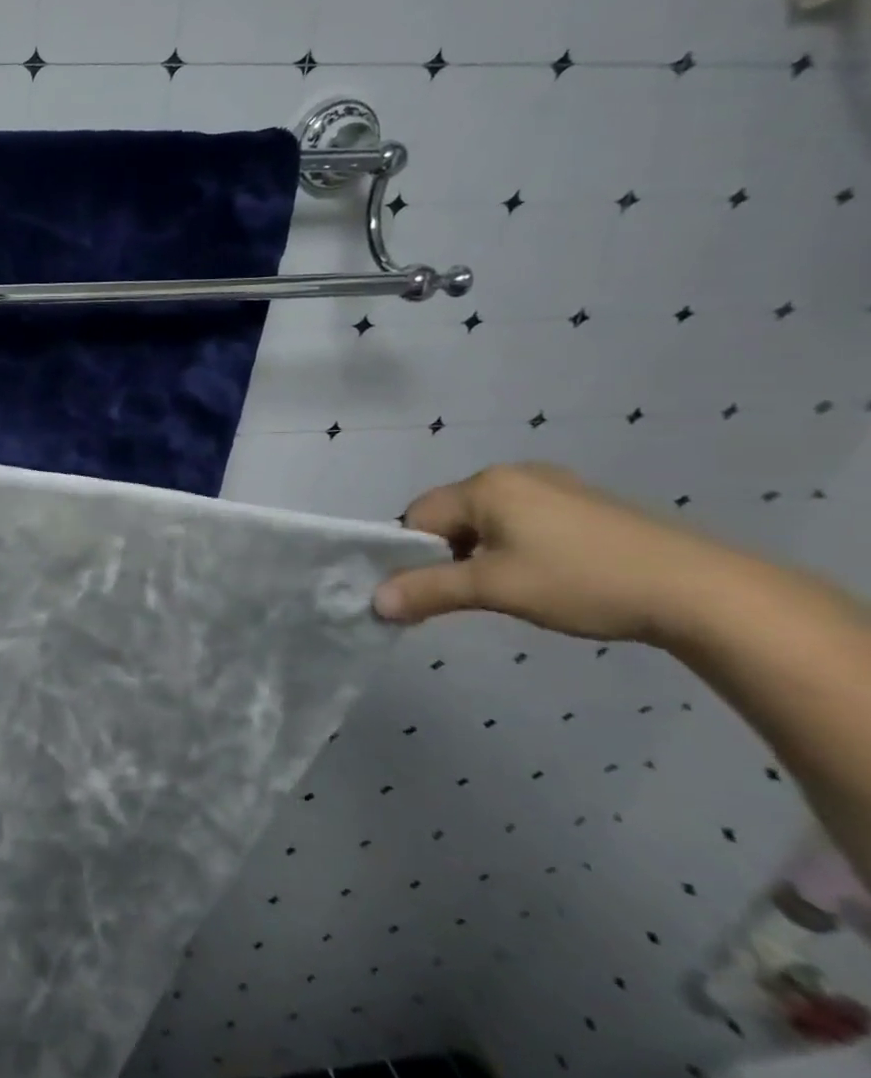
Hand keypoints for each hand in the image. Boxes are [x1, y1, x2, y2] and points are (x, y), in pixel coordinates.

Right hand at [373, 462, 740, 645]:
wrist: (704, 592)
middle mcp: (515, 474)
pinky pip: (526, 521)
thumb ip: (428, 591)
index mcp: (486, 485)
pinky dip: (519, 548)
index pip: (417, 516)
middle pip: (452, 516)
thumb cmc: (582, 581)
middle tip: (474, 593)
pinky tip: (549, 576)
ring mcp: (556, 486)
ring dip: (484, 554)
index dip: (414, 555)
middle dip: (449, 554)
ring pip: (489, 521)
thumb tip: (374, 602)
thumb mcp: (494, 589)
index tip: (433, 591)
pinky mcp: (588, 505)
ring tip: (514, 589)